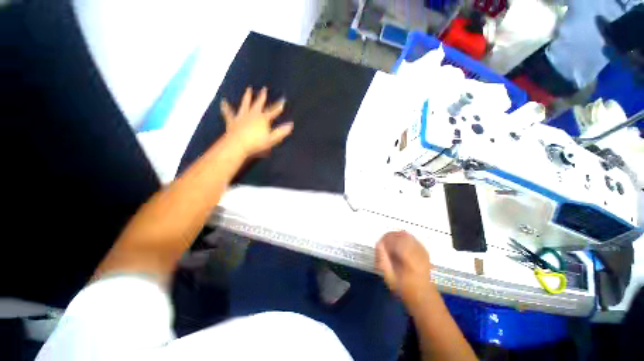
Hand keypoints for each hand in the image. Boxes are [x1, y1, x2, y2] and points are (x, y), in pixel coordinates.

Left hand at [220, 87, 293, 157]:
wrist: (238, 145)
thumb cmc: (256, 143)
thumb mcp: (272, 139)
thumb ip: (281, 132)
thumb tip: (291, 124)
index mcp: (263, 119)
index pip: (273, 111)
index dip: (279, 106)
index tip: (283, 99)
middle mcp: (252, 114)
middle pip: (258, 103)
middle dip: (262, 96)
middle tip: (264, 88)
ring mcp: (242, 116)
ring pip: (245, 104)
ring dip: (247, 96)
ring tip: (248, 89)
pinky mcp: (232, 120)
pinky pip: (228, 112)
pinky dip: (226, 107)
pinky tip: (223, 101)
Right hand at [376, 231, 433, 306]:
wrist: (424, 297)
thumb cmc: (405, 289)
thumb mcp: (390, 278)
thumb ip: (382, 260)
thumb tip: (378, 244)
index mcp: (410, 259)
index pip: (397, 241)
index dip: (386, 239)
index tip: (379, 244)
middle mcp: (417, 252)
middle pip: (402, 235)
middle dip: (390, 236)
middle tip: (383, 243)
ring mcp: (422, 251)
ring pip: (407, 235)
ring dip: (396, 236)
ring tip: (389, 243)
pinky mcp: (424, 252)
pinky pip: (412, 238)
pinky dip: (403, 238)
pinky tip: (399, 244)